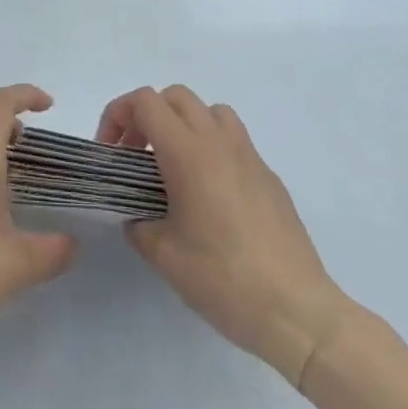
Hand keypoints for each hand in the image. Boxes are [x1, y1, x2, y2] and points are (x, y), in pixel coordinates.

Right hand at [99, 85, 350, 387]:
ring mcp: (249, 156)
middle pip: (175, 97)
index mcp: (188, 151)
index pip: (145, 102)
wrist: (297, 312)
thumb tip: (137, 215)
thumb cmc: (224, 279)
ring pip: (210, 111)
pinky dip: (212, 149)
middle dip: (148, 116)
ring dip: (184, 124)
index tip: (110, 152)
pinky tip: (210, 195)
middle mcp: (218, 141)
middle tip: (136, 156)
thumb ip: (139, 224)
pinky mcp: (270, 177)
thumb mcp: (164, 256)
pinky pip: (234, 141)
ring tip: (174, 166)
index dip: (118, 115)